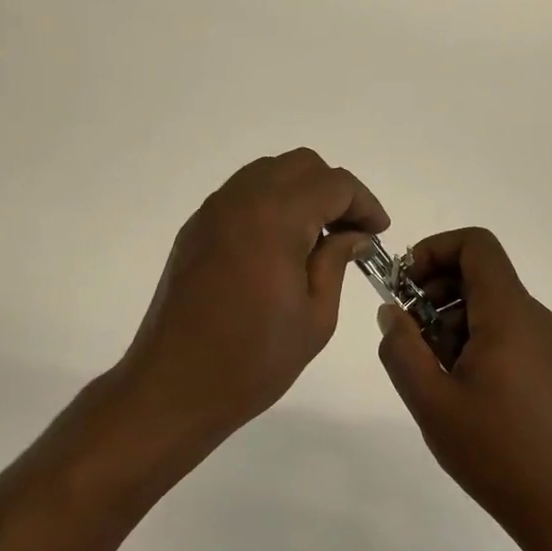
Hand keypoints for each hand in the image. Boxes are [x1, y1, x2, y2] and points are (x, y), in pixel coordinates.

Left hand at [117, 149, 387, 441]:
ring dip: (300, 193)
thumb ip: (337, 261)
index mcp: (275, 217)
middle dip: (333, 191)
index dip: (364, 203)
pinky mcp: (195, 229)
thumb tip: (354, 235)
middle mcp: (241, 199)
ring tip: (316, 238)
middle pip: (300, 165)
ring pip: (268, 173)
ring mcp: (212, 211)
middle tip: (350, 233)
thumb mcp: (315, 316)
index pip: (333, 183)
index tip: (378, 233)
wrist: (173, 384)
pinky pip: (241, 195)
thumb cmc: (253, 358)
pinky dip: (269, 204)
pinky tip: (278, 246)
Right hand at [376, 228, 551, 532]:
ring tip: (433, 372)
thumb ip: (401, 348)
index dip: (434, 250)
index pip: (476, 245)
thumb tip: (391, 312)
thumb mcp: (430, 401)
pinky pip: (509, 333)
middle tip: (410, 337)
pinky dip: (476, 342)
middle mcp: (536, 318)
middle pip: (480, 275)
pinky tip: (462, 391)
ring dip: (452, 322)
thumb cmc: (496, 452)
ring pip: (492, 306)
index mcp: (510, 315)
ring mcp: (550, 344)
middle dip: (435, 293)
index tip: (405, 287)